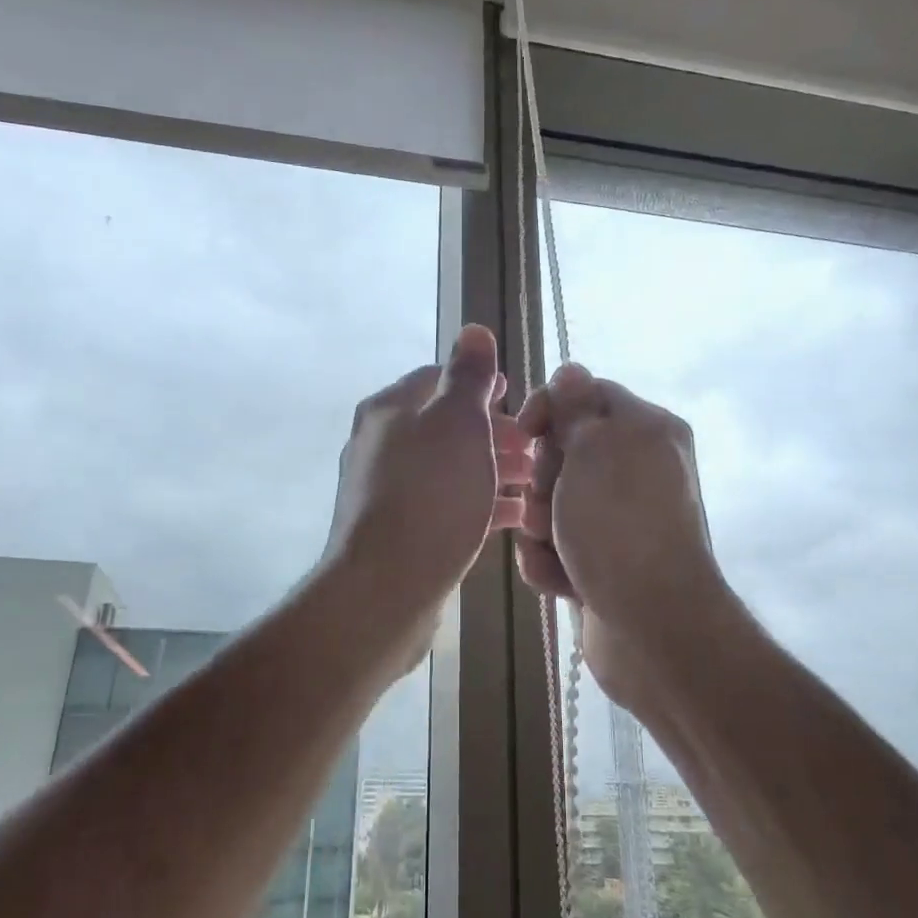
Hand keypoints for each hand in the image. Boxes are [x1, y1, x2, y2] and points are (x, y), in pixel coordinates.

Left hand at [322, 325, 531, 648]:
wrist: (386, 587)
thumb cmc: (430, 495)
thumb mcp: (457, 423)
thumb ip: (468, 376)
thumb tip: (474, 330)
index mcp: (390, 409)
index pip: (438, 378)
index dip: (482, 386)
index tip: (520, 401)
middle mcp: (382, 444)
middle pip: (445, 426)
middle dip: (494, 433)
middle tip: (536, 449)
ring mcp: (387, 490)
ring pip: (449, 467)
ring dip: (491, 469)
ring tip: (534, 482)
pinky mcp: (399, 530)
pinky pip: (445, 505)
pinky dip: (479, 504)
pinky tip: (514, 516)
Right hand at [515, 364, 727, 706]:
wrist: (650, 626)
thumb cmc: (619, 525)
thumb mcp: (596, 449)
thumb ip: (577, 406)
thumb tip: (570, 370)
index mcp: (646, 431)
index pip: (587, 395)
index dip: (550, 408)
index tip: (526, 432)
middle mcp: (637, 470)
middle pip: (563, 451)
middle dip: (544, 478)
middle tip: (550, 502)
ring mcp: (619, 520)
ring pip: (552, 503)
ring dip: (542, 527)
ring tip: (557, 550)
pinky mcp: (602, 562)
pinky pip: (557, 546)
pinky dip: (551, 562)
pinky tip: (562, 580)